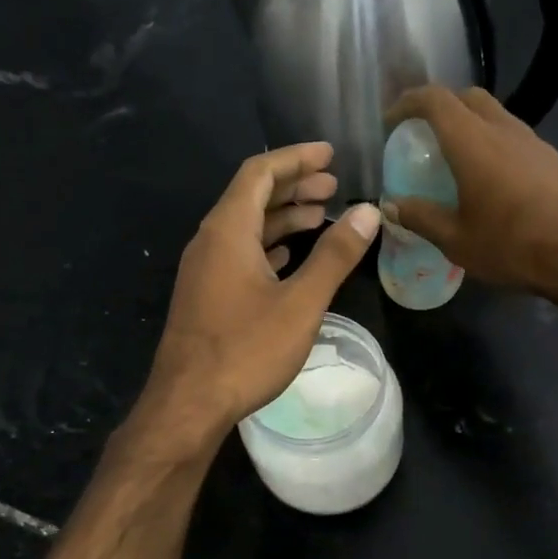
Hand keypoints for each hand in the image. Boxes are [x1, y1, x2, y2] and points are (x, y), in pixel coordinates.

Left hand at [142, 143, 379, 441]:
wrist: (189, 403)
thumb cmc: (246, 349)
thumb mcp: (301, 302)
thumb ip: (335, 256)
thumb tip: (369, 213)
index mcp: (228, 230)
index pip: (260, 173)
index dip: (296, 158)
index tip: (330, 154)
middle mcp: (211, 241)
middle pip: (252, 196)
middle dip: (294, 186)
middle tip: (334, 186)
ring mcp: (205, 270)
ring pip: (246, 227)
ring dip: (283, 217)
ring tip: (322, 215)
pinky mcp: (206, 295)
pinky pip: (240, 253)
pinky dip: (269, 245)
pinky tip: (290, 256)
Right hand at [385, 85, 557, 301]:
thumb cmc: (511, 246)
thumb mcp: (455, 240)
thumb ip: (420, 217)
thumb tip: (392, 205)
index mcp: (473, 143)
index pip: (435, 100)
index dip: (408, 103)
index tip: (392, 123)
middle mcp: (503, 130)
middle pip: (467, 97)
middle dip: (440, 107)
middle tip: (422, 135)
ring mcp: (532, 141)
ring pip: (494, 114)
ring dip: (469, 123)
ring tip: (454, 156)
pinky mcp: (550, 158)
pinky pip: (512, 135)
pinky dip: (492, 141)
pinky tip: (489, 176)